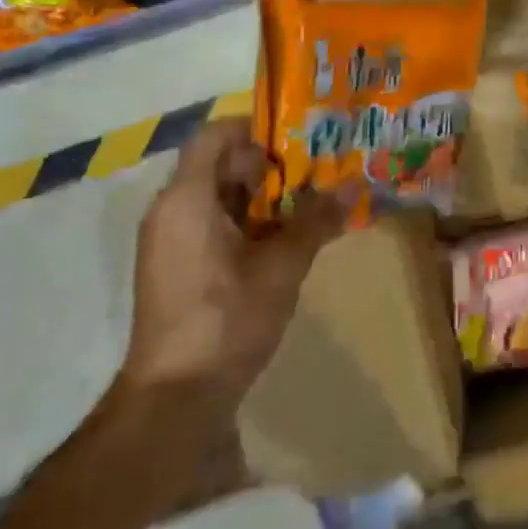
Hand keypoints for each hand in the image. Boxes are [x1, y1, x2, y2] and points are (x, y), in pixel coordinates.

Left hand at [120, 118, 350, 411]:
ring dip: (265, 197)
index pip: (215, 136)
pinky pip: (214, 224)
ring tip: (312, 203)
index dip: (257, 129)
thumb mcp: (282, 267)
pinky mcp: (178, 267)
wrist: (175, 398)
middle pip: (220, 165)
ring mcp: (171, 241)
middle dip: (271, 165)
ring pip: (221, 197)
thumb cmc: (226, 320)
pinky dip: (250, 223)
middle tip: (319, 171)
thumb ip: (316, 221)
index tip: (300, 140)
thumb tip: (356, 183)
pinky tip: (287, 239)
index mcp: (187, 200)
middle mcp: (171, 211)